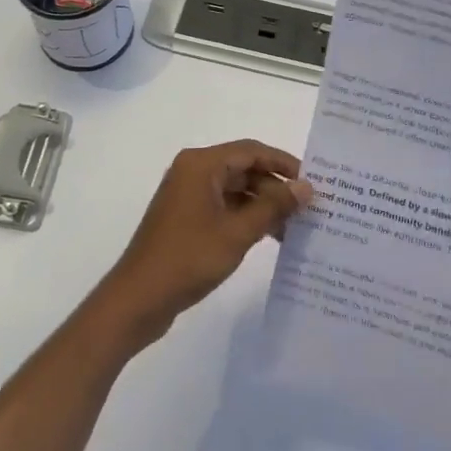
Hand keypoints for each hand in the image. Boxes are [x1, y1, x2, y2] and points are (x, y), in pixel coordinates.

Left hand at [94, 141, 313, 347]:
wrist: (138, 299)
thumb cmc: (188, 258)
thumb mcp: (237, 232)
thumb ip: (273, 206)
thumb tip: (306, 187)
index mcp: (201, 165)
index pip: (251, 151)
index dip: (283, 163)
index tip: (313, 181)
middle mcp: (193, 172)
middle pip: (243, 168)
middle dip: (275, 187)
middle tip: (308, 207)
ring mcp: (187, 195)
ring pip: (235, 189)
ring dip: (263, 205)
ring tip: (295, 226)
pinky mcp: (186, 218)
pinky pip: (223, 207)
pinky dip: (246, 217)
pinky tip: (269, 236)